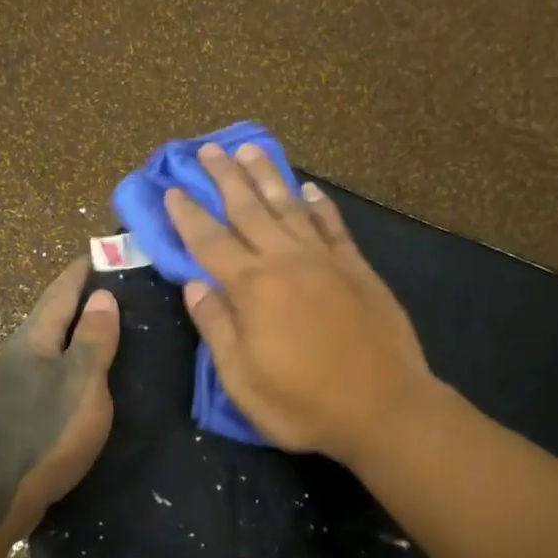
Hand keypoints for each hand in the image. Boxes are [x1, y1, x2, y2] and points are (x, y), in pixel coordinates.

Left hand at [0, 259, 120, 543]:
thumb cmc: (44, 432)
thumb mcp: (81, 381)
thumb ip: (93, 339)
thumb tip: (103, 295)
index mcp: (35, 338)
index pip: (61, 291)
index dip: (82, 270)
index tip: (103, 251)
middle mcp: (20, 353)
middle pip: (52, 313)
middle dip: (80, 296)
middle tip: (116, 285)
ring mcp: (15, 383)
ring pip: (51, 343)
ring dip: (76, 329)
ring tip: (108, 324)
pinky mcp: (19, 410)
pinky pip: (51, 370)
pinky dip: (71, 359)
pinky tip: (87, 372)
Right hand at [166, 141, 432, 461]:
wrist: (385, 409)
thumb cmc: (304, 404)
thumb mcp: (242, 379)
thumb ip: (216, 327)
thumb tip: (193, 284)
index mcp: (252, 288)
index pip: (209, 241)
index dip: (188, 215)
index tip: (173, 188)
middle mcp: (286, 261)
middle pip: (248, 209)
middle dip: (225, 177)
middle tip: (209, 148)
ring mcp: (326, 260)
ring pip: (289, 206)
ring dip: (267, 176)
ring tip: (251, 149)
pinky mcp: (357, 268)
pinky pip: (332, 225)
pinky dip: (318, 204)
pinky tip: (308, 189)